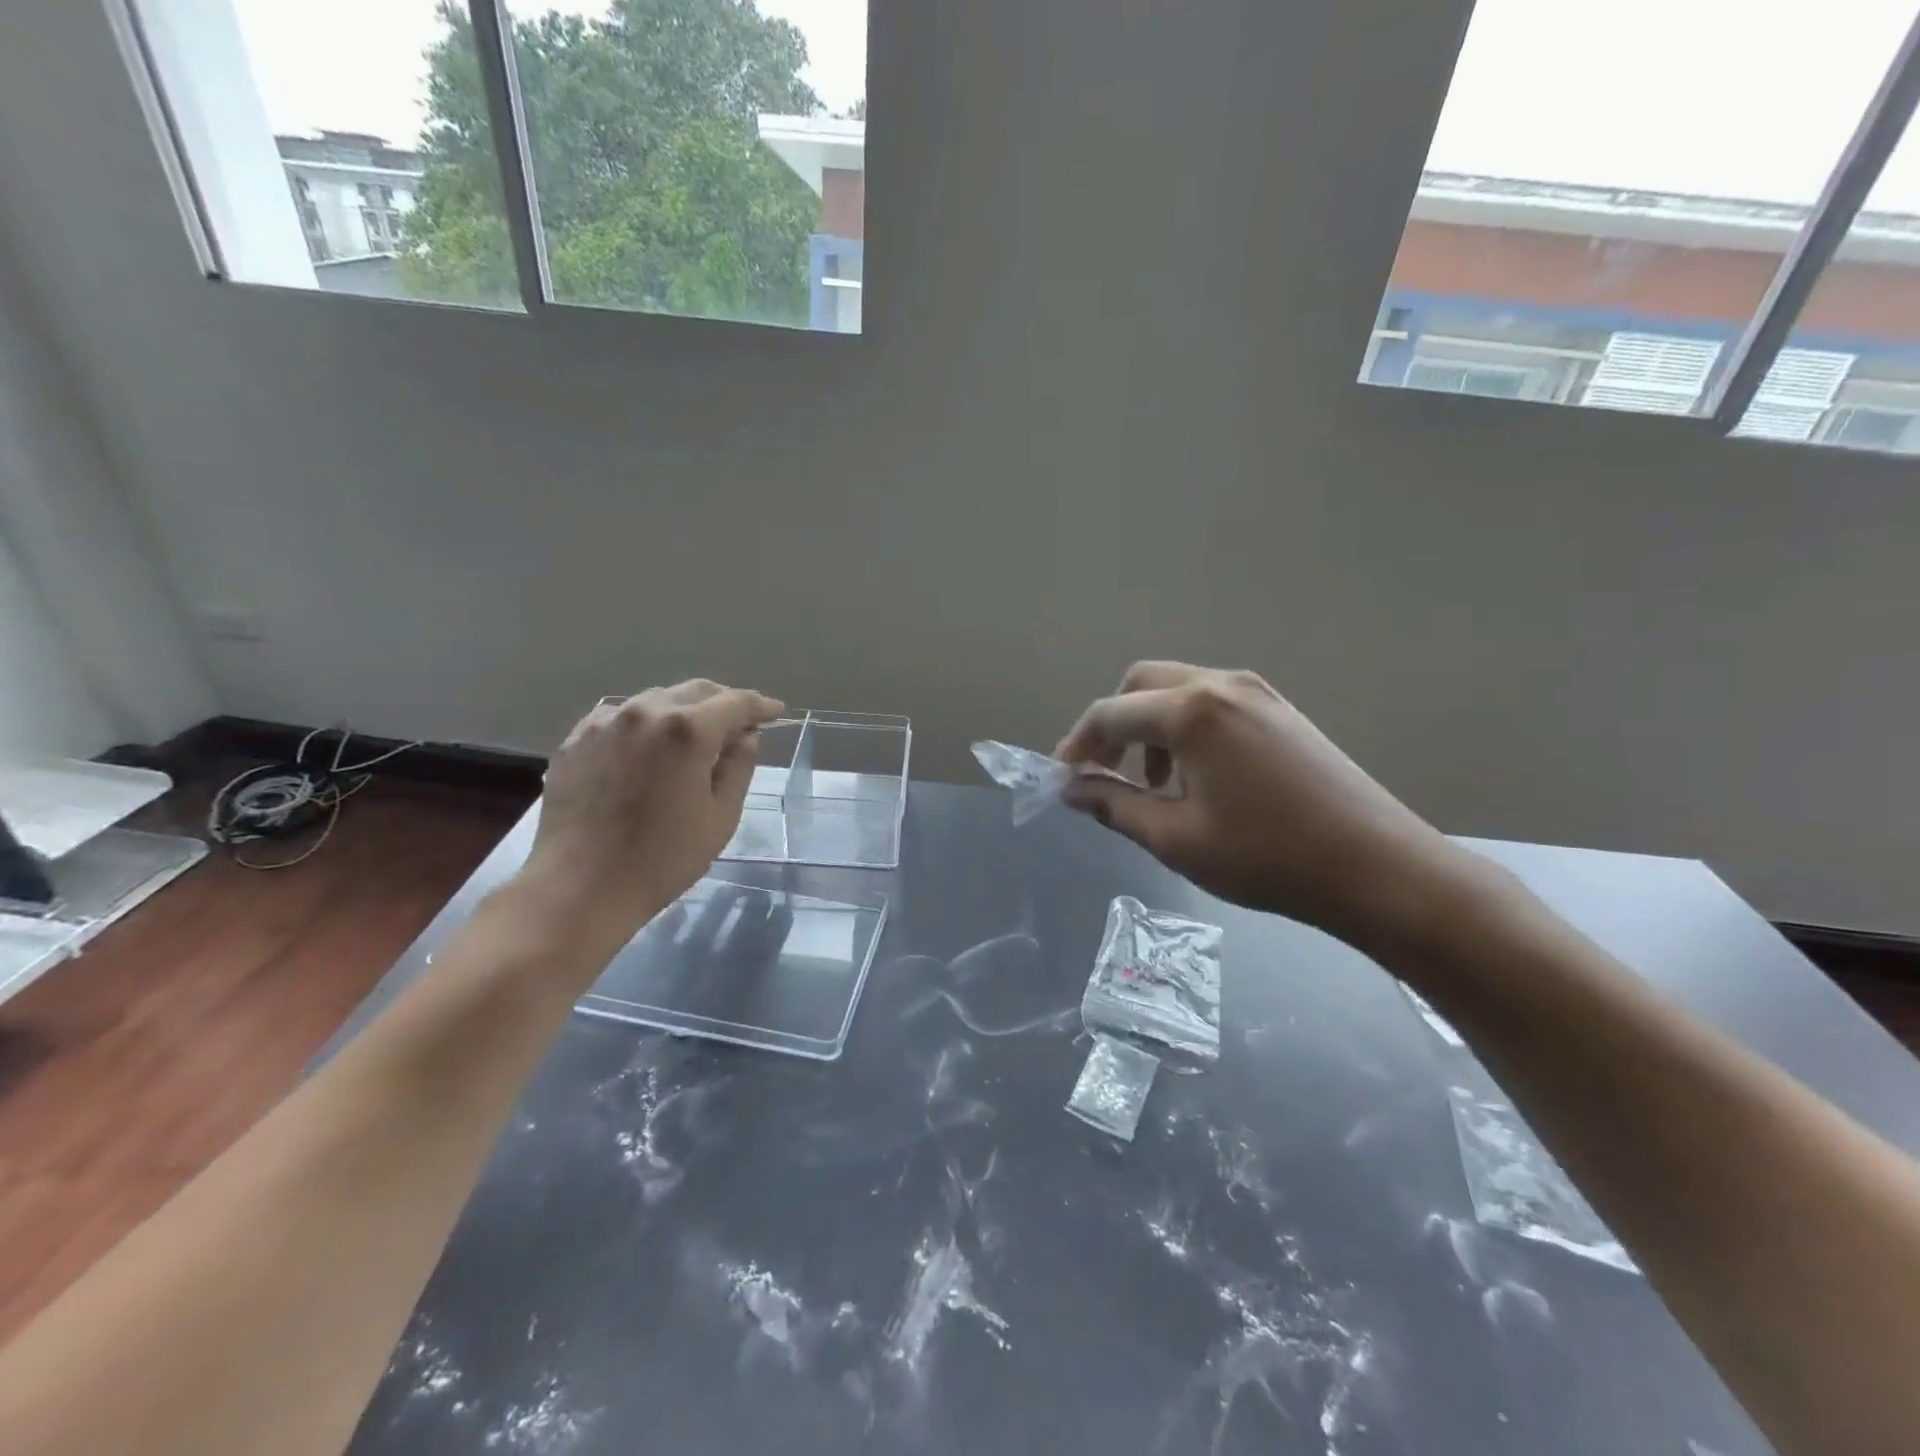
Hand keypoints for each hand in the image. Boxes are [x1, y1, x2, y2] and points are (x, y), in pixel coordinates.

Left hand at [521, 680, 784, 941]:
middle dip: (723, 703)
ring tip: (694, 736)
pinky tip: (648, 748)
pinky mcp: (576, 739)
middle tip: (741, 723)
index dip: (761, 706)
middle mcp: (645, 712)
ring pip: (656, 700)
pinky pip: (620, 718)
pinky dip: (645, 725)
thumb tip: (745, 735)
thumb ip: (738, 766)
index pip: (736, 703)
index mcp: (687, 730)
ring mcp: (605, 722)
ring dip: (683, 711)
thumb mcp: (721, 816)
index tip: (776, 712)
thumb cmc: (663, 858)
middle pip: (696, 692)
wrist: (580, 887)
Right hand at [1056, 662, 1476, 949]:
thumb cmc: (1266, 857)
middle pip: (1141, 685)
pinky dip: (1185, 728)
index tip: (1063, 779)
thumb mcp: (1176, 838)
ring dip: (1149, 726)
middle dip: (1112, 725)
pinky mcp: (1280, 710)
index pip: (1110, 714)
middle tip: (1103, 774)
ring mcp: (1257, 693)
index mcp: (1191, 711)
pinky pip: (1212, 702)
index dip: (1078, 745)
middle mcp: (1222, 685)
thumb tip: (1072, 789)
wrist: (1376, 867)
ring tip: (1153, 784)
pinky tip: (1197, 776)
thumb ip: (1114, 805)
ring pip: (1178, 690)